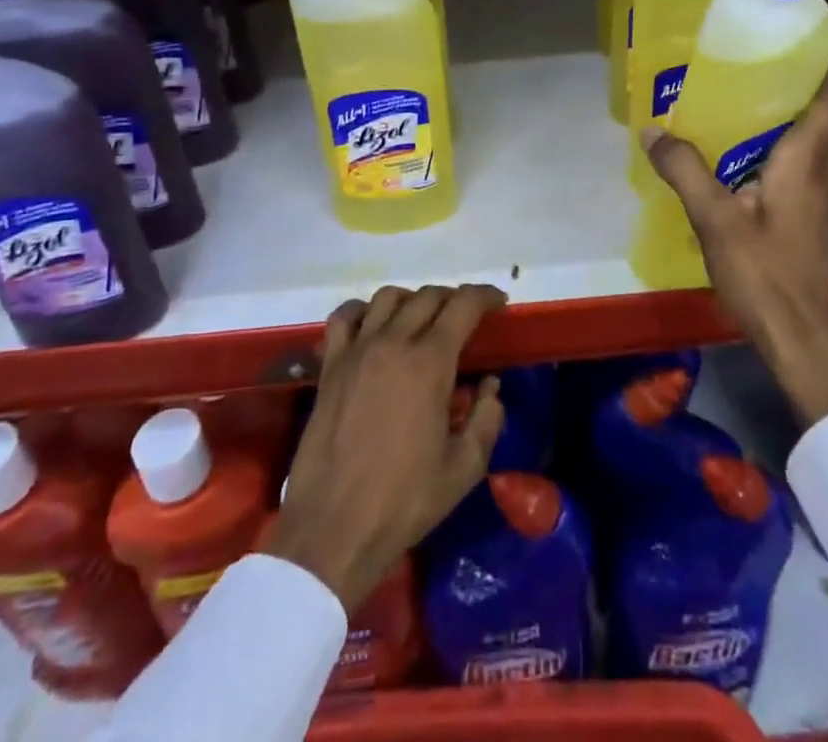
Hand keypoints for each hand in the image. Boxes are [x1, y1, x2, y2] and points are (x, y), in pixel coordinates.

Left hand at [266, 284, 506, 610]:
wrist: (333, 531)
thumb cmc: (404, 502)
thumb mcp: (464, 469)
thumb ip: (487, 419)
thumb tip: (490, 386)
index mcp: (429, 363)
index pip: (463, 306)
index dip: (485, 296)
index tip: (498, 302)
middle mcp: (392, 343)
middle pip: (427, 297)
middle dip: (453, 299)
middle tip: (465, 318)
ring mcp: (356, 352)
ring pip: (387, 298)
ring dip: (412, 300)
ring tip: (422, 319)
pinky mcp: (329, 367)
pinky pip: (343, 318)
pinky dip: (362, 310)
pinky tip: (372, 325)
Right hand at [640, 62, 827, 426]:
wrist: (797, 337)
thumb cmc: (765, 273)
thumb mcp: (716, 219)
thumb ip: (685, 170)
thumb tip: (653, 130)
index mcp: (805, 161)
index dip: (822, 64)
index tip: (795, 37)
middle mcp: (816, 171)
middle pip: (811, 114)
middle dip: (783, 82)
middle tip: (740, 59)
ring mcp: (810, 196)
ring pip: (796, 140)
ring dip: (770, 116)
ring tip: (725, 96)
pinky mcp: (798, 216)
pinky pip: (785, 165)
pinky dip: (761, 146)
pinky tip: (724, 153)